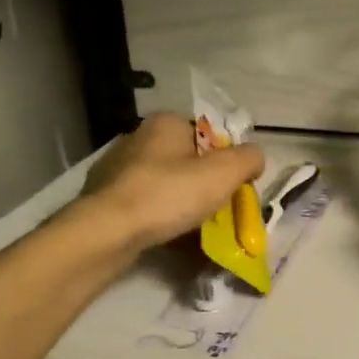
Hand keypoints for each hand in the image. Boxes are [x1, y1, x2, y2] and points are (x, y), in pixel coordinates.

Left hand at [75, 113, 264, 255]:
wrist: (107, 232)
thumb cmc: (169, 194)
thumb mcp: (225, 172)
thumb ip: (249, 158)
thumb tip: (254, 158)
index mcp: (166, 123)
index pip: (209, 136)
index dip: (226, 162)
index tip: (233, 188)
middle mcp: (138, 138)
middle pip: (187, 161)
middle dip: (204, 185)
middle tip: (218, 211)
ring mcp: (116, 169)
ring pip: (165, 185)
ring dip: (182, 203)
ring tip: (195, 228)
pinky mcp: (103, 198)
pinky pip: (144, 205)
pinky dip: (159, 218)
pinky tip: (168, 236)